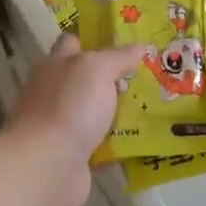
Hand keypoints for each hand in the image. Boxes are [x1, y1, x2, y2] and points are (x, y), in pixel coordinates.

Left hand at [4, 34, 146, 205]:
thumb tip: (140, 45)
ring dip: (122, 112)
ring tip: (159, 106)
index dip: (97, 38)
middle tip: (155, 73)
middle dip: (117, 77)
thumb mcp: (96, 69)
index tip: (127, 38)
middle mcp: (55, 92)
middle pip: (89, 79)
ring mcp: (63, 126)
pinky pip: (103, 144)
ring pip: (98, 112)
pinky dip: (121, 144)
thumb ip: (118, 56)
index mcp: (56, 65)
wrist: (46, 168)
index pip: (74, 42)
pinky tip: (147, 140)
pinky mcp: (74, 156)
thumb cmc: (68, 107)